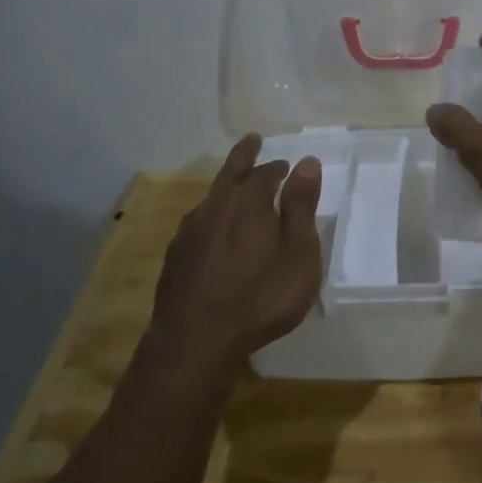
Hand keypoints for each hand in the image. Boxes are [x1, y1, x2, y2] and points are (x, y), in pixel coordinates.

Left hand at [148, 136, 323, 368]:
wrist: (195, 341)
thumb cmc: (261, 296)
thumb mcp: (299, 252)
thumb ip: (301, 206)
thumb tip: (306, 162)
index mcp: (249, 202)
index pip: (267, 173)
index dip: (279, 168)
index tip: (288, 167)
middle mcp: (216, 207)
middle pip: (230, 172)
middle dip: (244, 155)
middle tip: (252, 140)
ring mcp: (190, 232)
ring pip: (210, 198)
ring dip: (225, 187)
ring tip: (233, 187)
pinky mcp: (175, 258)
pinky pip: (197, 224)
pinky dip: (210, 217)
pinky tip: (212, 232)